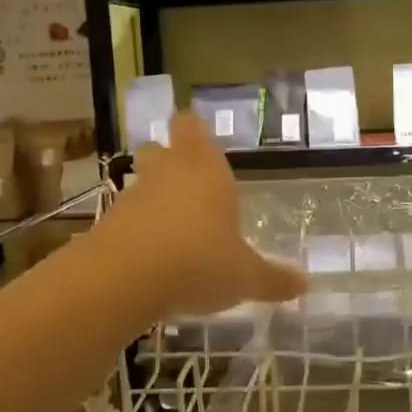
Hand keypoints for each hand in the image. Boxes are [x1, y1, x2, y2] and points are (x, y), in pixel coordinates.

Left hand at [105, 112, 306, 316]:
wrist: (122, 282)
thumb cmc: (198, 261)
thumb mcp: (245, 277)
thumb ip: (273, 279)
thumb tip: (305, 285)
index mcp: (205, 169)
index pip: (192, 126)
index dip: (195, 130)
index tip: (201, 139)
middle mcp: (167, 173)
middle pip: (159, 149)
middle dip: (169, 160)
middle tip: (188, 182)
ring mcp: (132, 197)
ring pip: (141, 184)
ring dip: (153, 199)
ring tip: (174, 229)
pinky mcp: (107, 226)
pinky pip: (126, 219)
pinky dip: (136, 231)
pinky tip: (151, 260)